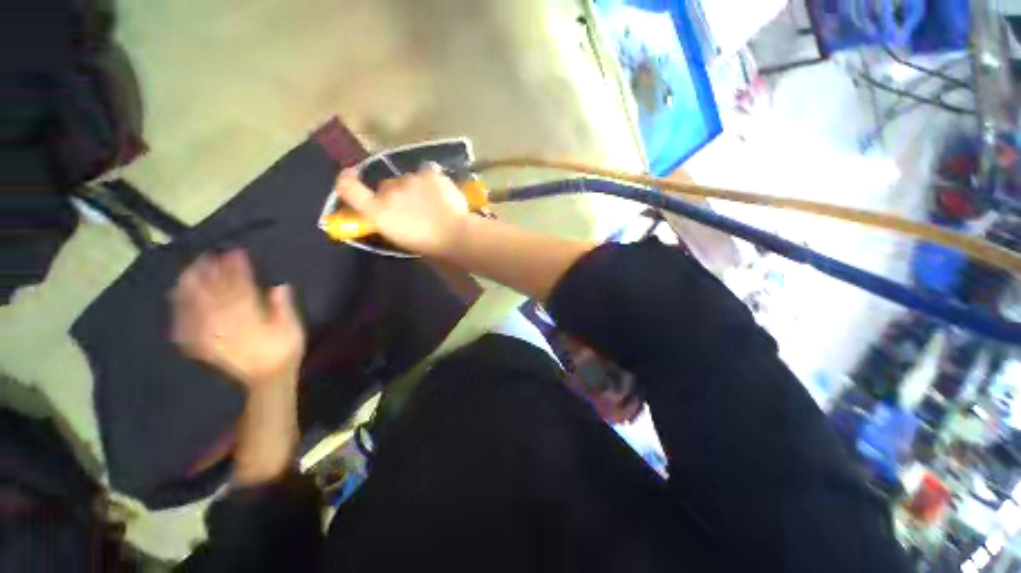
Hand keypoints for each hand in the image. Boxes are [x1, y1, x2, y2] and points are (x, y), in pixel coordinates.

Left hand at [171, 249, 304, 389]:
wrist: (266, 380)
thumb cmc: (283, 352)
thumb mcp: (291, 329)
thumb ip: (282, 308)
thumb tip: (279, 286)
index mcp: (250, 318)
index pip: (241, 288)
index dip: (237, 269)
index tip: (235, 253)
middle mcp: (226, 324)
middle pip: (214, 294)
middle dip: (209, 274)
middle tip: (205, 256)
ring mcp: (211, 335)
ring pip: (197, 307)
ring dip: (191, 288)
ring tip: (189, 272)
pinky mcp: (202, 345)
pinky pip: (186, 326)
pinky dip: (180, 311)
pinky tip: (176, 299)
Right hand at [333, 165, 469, 256]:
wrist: (456, 236)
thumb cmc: (430, 245)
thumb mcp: (400, 238)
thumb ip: (389, 220)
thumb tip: (389, 212)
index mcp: (378, 212)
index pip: (349, 189)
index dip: (346, 180)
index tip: (348, 176)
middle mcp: (389, 192)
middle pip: (386, 186)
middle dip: (395, 194)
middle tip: (414, 207)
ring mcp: (410, 180)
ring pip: (408, 179)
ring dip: (416, 188)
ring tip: (434, 204)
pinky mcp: (429, 174)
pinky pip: (427, 174)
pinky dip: (432, 182)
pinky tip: (443, 194)